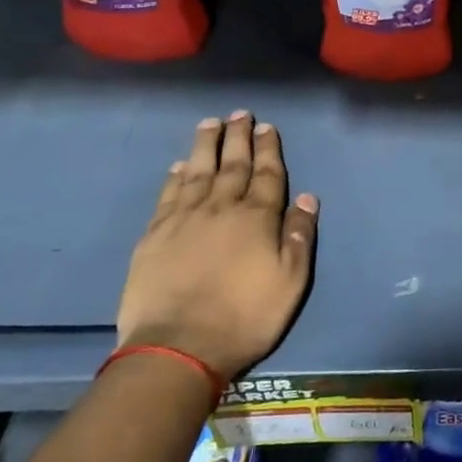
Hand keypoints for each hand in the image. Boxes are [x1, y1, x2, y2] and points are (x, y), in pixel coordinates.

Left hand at [116, 112, 316, 380]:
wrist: (178, 347)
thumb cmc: (245, 317)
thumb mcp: (290, 282)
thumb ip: (299, 237)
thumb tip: (308, 198)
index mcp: (257, 217)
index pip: (267, 174)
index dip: (268, 149)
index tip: (267, 127)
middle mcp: (221, 208)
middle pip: (233, 164)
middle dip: (239, 137)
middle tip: (240, 114)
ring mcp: (184, 219)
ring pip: (198, 171)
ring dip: (206, 145)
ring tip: (210, 124)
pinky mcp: (154, 235)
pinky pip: (168, 195)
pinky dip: (176, 176)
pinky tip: (180, 165)